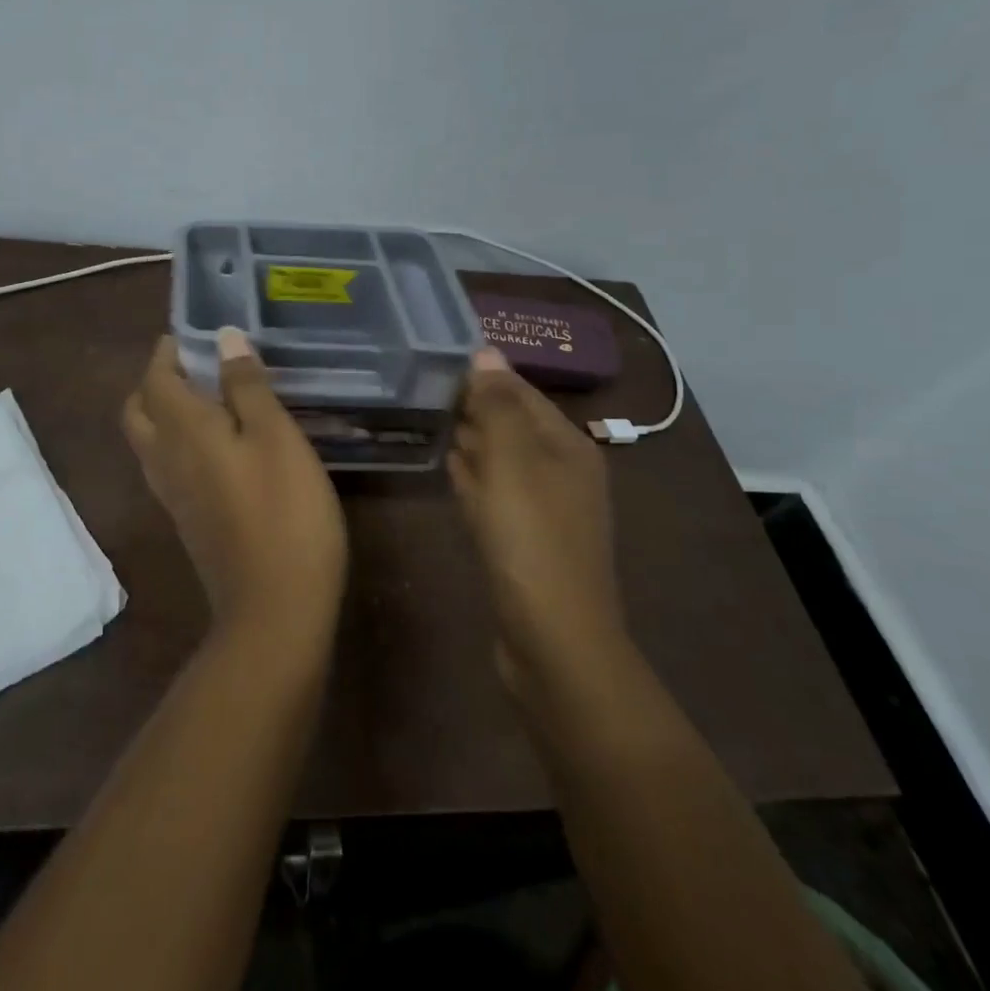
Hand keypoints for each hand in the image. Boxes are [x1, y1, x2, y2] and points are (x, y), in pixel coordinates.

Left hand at [122, 329, 347, 640]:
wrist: (274, 609)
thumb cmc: (284, 512)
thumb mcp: (276, 437)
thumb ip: (246, 386)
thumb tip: (223, 338)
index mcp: (183, 431)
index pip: (155, 380)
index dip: (165, 353)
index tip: (187, 337)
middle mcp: (165, 459)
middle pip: (138, 411)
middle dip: (155, 382)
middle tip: (191, 366)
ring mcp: (172, 496)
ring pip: (148, 442)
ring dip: (162, 412)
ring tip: (204, 399)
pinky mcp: (187, 521)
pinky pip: (165, 467)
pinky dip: (176, 443)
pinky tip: (215, 447)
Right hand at [449, 349, 626, 689]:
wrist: (552, 639)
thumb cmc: (530, 538)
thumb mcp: (511, 461)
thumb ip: (496, 404)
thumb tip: (484, 351)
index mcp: (567, 445)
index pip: (520, 392)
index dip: (482, 376)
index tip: (434, 363)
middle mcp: (562, 471)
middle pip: (511, 425)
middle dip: (473, 408)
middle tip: (422, 390)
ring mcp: (545, 510)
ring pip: (501, 460)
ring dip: (470, 442)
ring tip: (428, 420)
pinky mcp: (526, 540)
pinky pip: (495, 494)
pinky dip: (474, 479)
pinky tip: (449, 470)